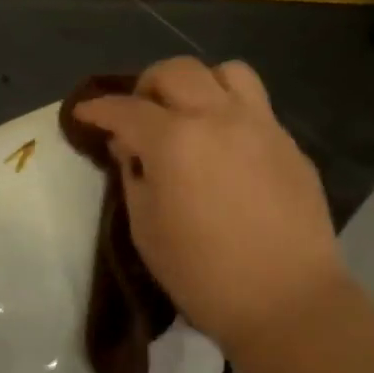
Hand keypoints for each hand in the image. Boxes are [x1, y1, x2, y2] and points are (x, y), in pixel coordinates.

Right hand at [75, 56, 347, 352]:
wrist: (287, 301)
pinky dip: (231, 111)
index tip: (84, 113)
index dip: (98, 108)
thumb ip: (133, 176)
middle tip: (140, 114)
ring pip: (227, 72)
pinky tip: (227, 147)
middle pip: (177, 71)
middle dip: (147, 85)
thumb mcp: (146, 229)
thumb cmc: (203, 274)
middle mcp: (218, 118)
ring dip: (199, 84)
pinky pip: (256, 106)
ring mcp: (261, 126)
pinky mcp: (289, 144)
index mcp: (175, 140)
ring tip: (191, 114)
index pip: (125, 109)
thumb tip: (131, 147)